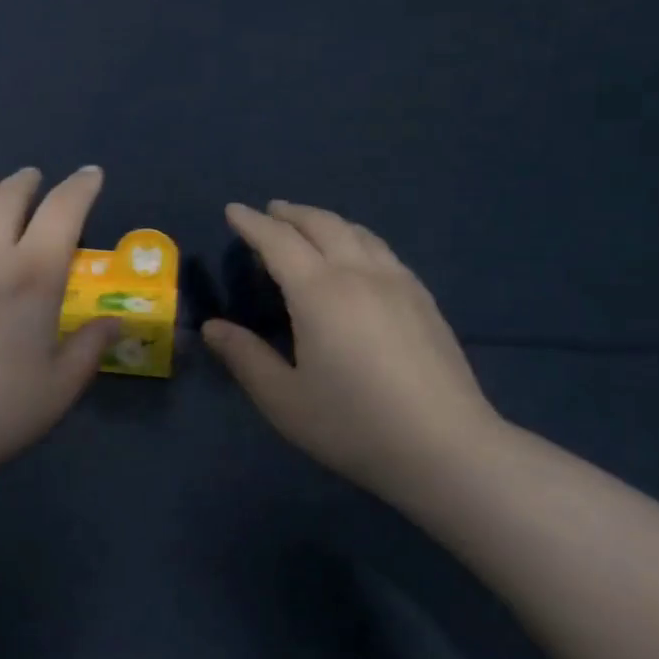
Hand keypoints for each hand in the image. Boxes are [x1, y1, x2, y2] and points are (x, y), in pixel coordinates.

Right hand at [202, 201, 501, 505]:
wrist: (446, 448)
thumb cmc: (352, 424)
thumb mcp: (283, 398)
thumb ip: (245, 357)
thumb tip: (212, 327)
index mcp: (319, 293)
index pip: (279, 242)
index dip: (252, 223)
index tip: (233, 210)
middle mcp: (360, 275)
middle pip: (323, 225)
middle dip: (291, 213)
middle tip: (269, 211)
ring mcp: (399, 284)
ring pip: (358, 233)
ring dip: (325, 221)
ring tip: (307, 226)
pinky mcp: (424, 301)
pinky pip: (382, 251)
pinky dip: (355, 239)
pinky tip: (355, 258)